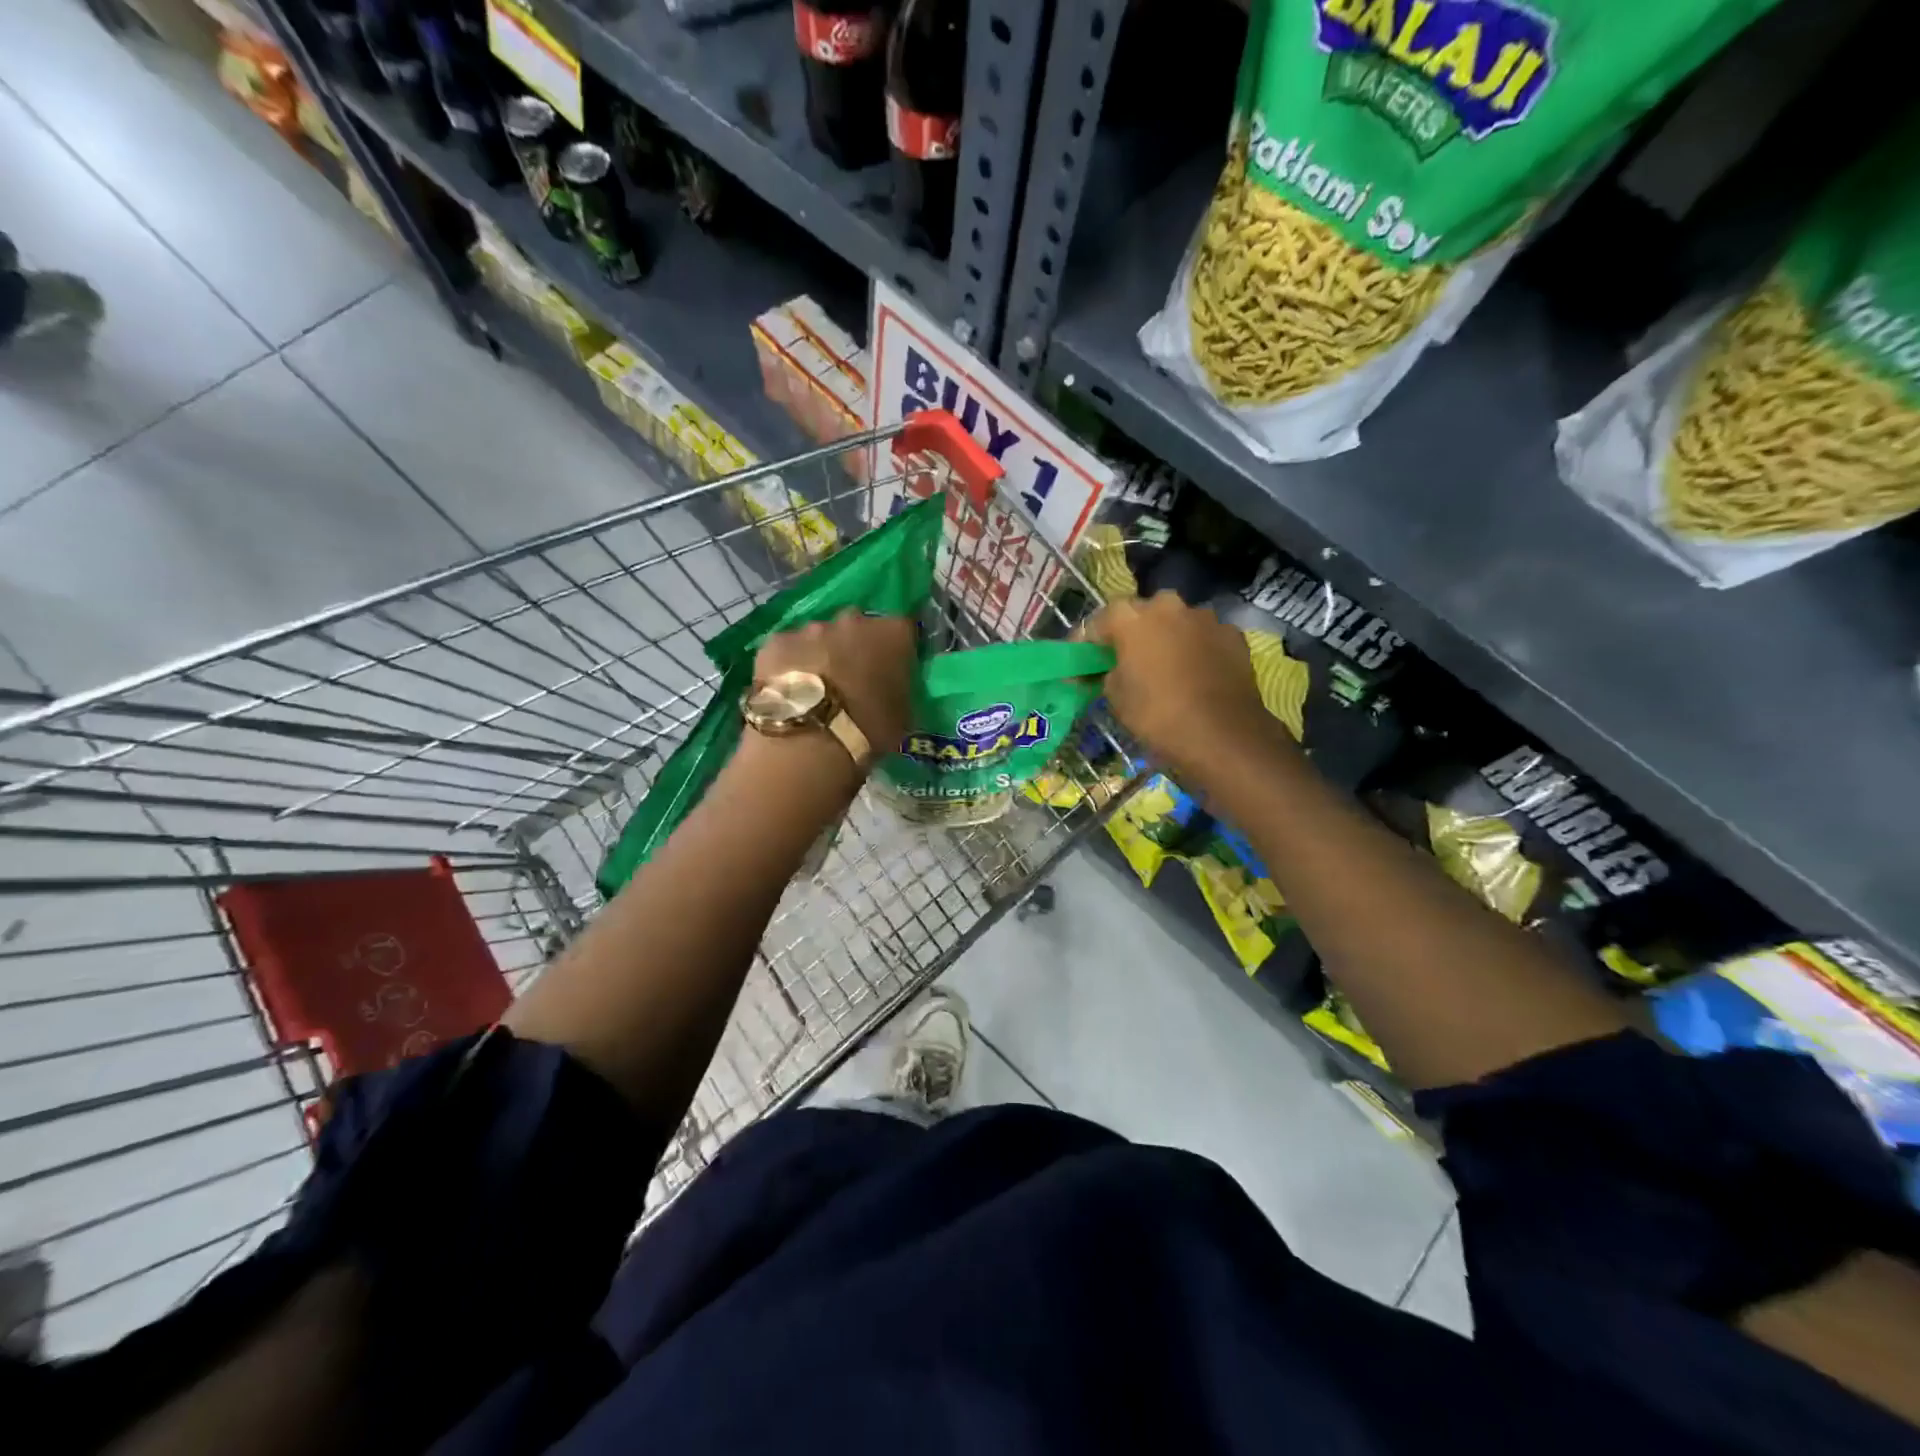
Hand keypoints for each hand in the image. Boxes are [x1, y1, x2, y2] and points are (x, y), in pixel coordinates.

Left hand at [753, 610, 916, 757]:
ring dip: (822, 654)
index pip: (903, 629)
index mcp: (893, 633)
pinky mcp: (776, 642)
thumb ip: (901, 689)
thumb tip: (893, 687)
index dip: (897, 648)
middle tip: (852, 678)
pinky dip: (791, 664)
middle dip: (856, 647)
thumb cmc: (868, 731)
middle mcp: (853, 620)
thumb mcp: (904, 715)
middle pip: (858, 627)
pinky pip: (789, 650)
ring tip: (817, 689)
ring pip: (820, 637)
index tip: (893, 669)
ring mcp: (811, 628)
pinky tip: (789, 691)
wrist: (808, 742)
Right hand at [1086, 592, 1290, 785]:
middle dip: (1131, 633)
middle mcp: (1168, 605)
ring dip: (1167, 638)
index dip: (1088, 643)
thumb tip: (1109, 669)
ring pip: (1176, 623)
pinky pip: (1203, 638)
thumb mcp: (1116, 697)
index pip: (1098, 622)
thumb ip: (1107, 673)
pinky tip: (1195, 674)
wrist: (1223, 735)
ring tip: (1164, 668)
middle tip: (1126, 660)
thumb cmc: (1158, 715)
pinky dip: (1196, 650)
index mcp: (1131, 617)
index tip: (1082, 662)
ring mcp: (1204, 617)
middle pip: (1141, 614)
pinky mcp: (1232, 634)